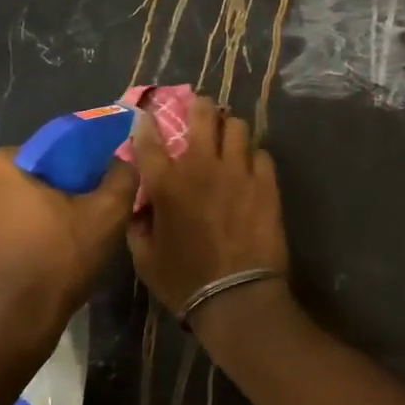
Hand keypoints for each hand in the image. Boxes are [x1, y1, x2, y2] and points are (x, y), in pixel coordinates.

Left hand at [0, 151, 135, 366]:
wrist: (12, 326)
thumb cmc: (58, 260)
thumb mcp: (107, 215)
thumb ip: (122, 177)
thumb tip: (123, 161)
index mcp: (4, 165)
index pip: (51, 150)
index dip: (79, 167)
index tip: (96, 190)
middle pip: (33, 178)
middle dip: (59, 193)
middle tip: (87, 217)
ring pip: (17, 207)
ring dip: (39, 218)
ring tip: (68, 244)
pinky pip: (2, 235)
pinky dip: (22, 241)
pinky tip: (43, 263)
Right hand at [126, 97, 288, 315]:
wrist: (236, 298)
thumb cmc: (184, 281)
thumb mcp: (144, 257)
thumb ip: (138, 224)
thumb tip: (140, 205)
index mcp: (166, 183)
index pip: (149, 138)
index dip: (146, 122)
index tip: (146, 115)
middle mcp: (201, 167)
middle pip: (203, 115)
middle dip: (199, 106)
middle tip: (200, 111)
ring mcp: (237, 172)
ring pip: (238, 126)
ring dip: (230, 128)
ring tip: (228, 137)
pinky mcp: (266, 184)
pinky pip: (261, 154)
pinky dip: (253, 156)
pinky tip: (250, 167)